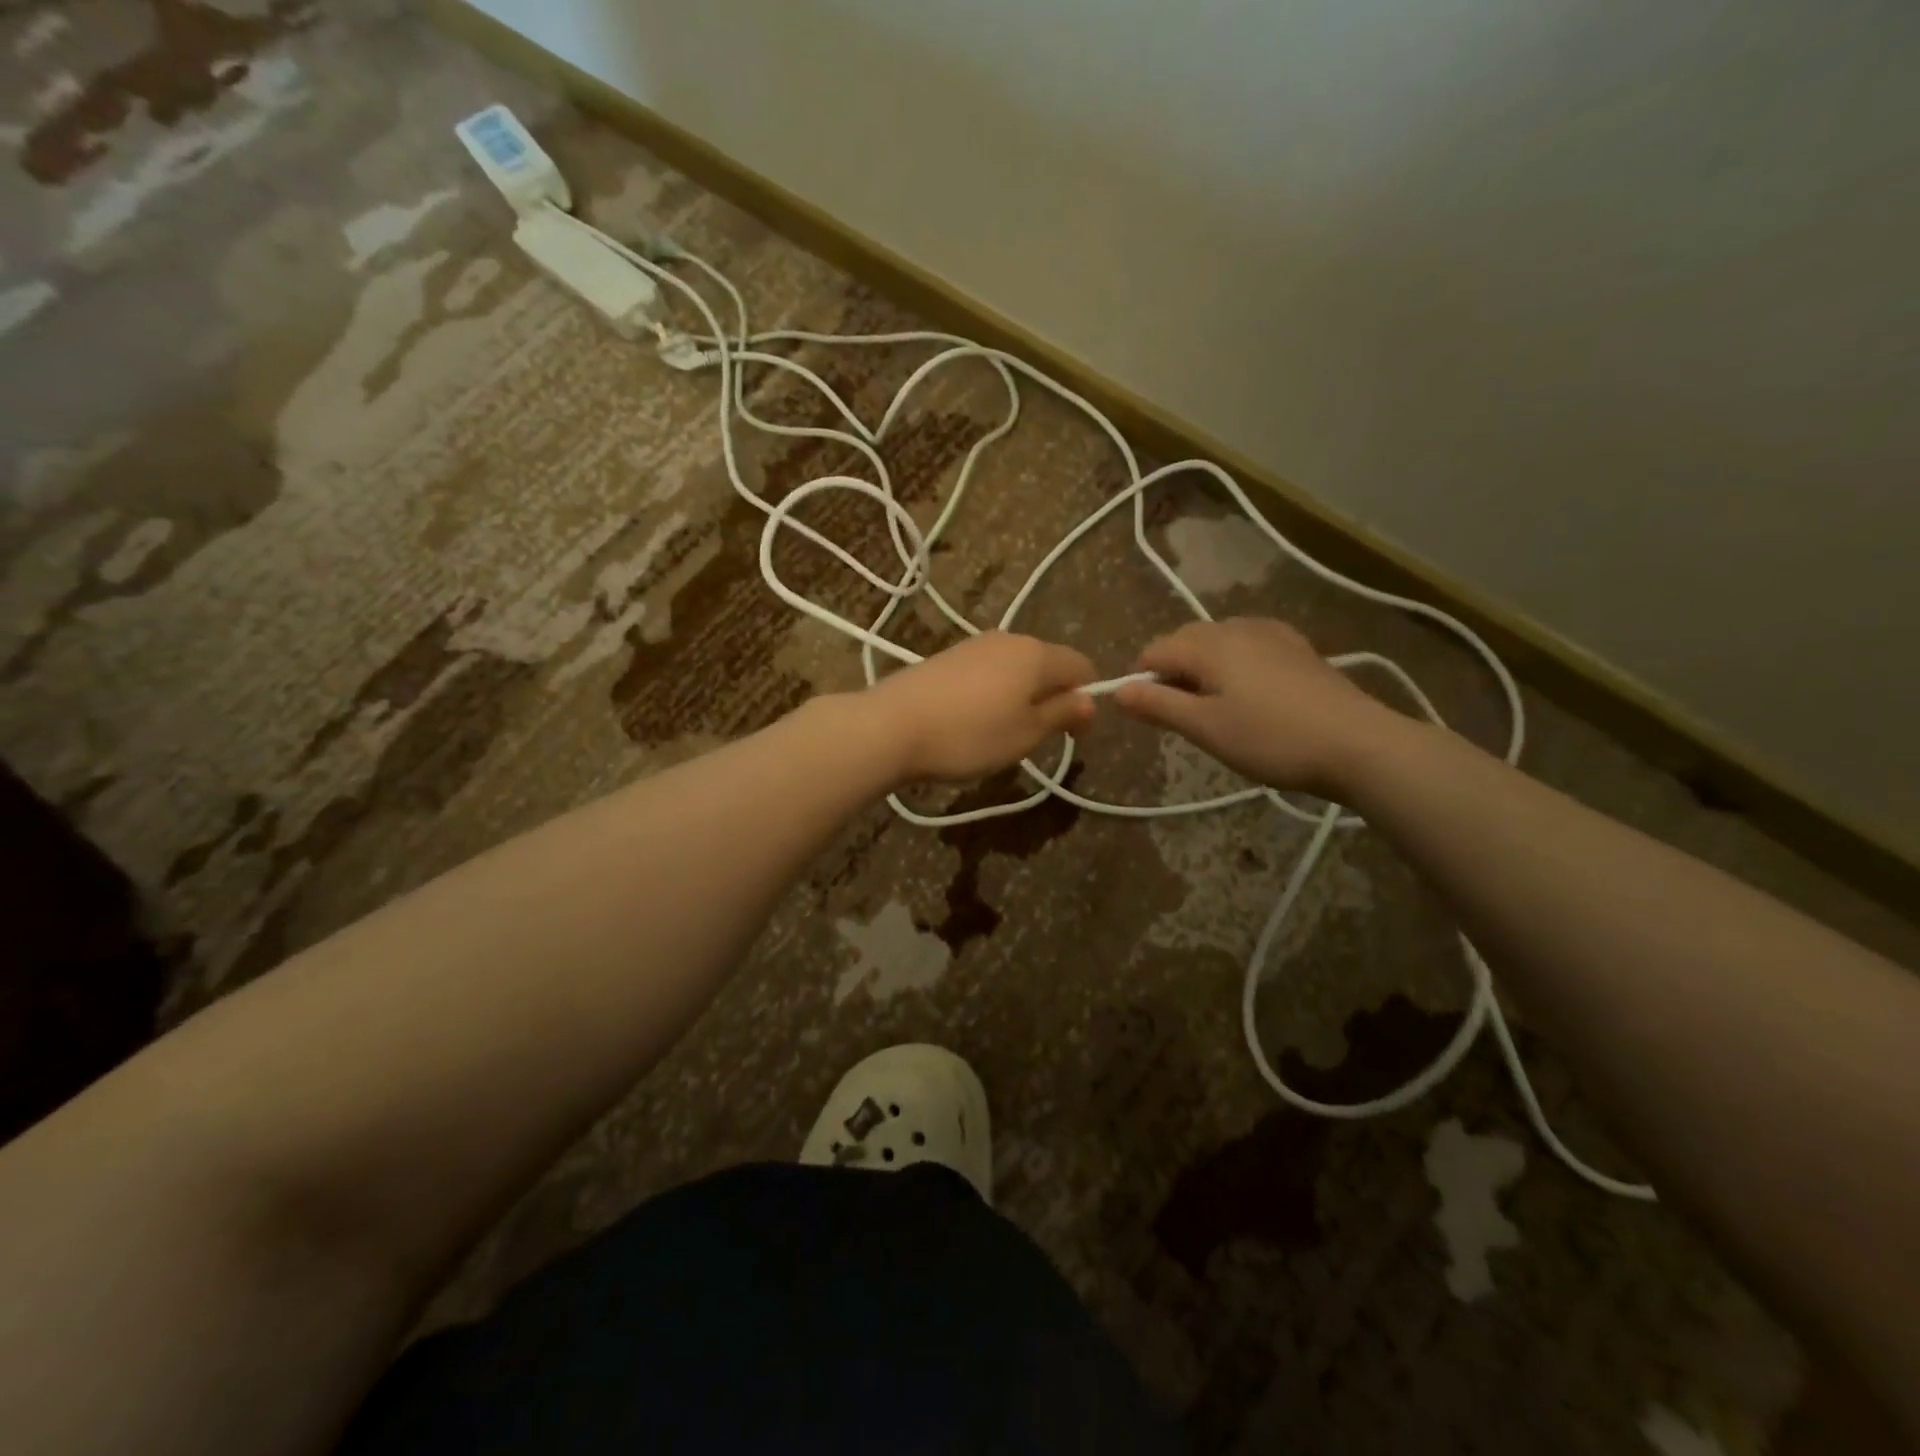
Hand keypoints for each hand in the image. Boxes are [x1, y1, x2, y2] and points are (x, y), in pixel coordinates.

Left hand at [865, 632, 1097, 782]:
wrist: (890, 726)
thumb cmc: (969, 735)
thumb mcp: (1025, 734)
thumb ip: (1062, 713)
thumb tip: (1090, 700)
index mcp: (1036, 653)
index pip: (1082, 666)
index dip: (1086, 699)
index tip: (1073, 735)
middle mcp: (1008, 639)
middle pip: (1048, 664)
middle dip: (1052, 697)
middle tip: (1036, 738)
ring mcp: (974, 645)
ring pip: (1016, 668)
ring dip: (1021, 696)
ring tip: (1001, 733)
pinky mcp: (947, 656)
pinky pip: (988, 671)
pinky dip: (993, 693)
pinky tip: (973, 720)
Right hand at [1113, 618, 1396, 795]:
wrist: (1358, 744)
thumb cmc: (1271, 739)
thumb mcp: (1205, 728)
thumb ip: (1158, 705)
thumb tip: (1116, 690)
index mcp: (1208, 644)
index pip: (1153, 651)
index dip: (1141, 681)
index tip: (1151, 716)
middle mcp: (1235, 627)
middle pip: (1183, 641)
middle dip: (1172, 673)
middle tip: (1185, 718)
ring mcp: (1271, 633)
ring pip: (1216, 642)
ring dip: (1203, 668)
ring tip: (1217, 709)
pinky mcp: (1296, 646)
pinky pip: (1247, 644)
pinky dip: (1234, 663)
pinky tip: (1251, 692)